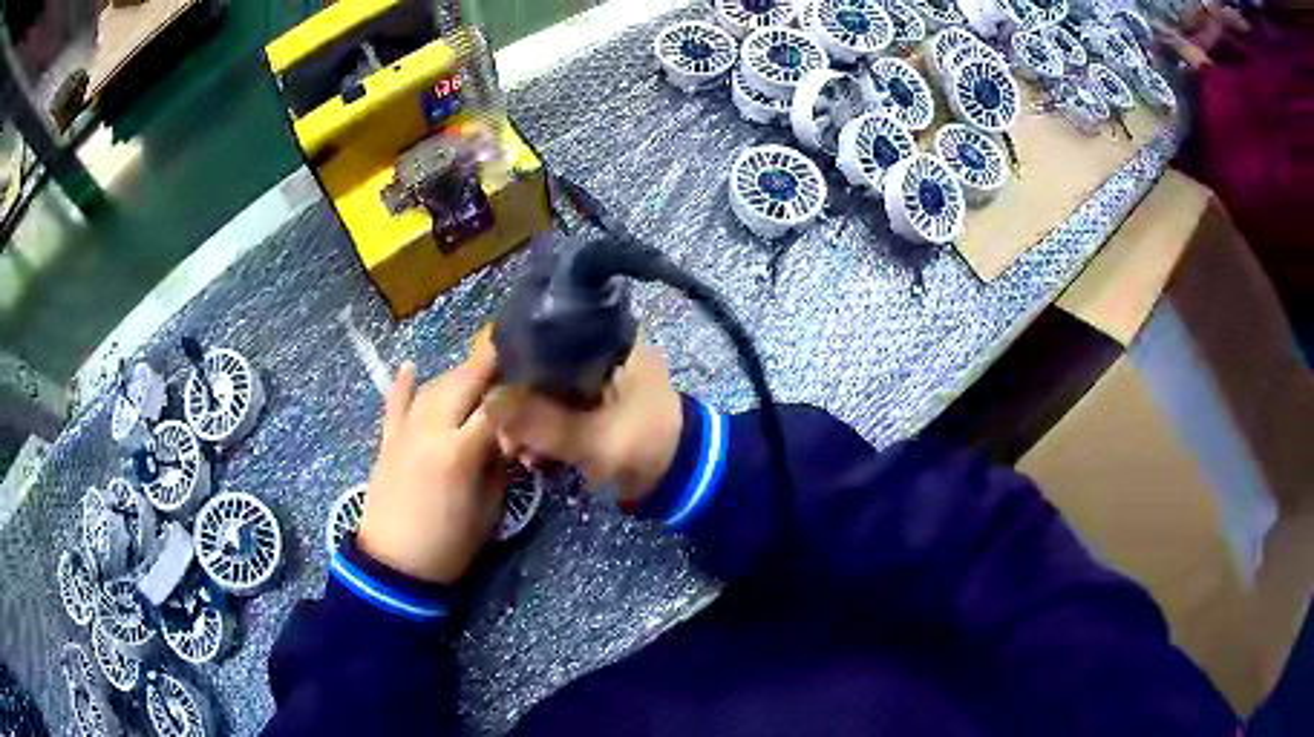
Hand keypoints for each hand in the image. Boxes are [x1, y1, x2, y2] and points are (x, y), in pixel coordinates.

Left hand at [356, 343, 505, 584]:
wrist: (395, 566)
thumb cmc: (450, 546)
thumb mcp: (489, 511)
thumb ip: (499, 467)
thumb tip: (508, 438)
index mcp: (459, 452)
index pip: (496, 405)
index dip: (518, 391)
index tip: (536, 381)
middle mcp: (430, 430)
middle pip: (462, 382)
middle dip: (489, 366)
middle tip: (512, 359)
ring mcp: (405, 432)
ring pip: (433, 387)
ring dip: (457, 374)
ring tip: (477, 369)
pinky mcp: (387, 441)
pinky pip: (395, 404)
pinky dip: (403, 384)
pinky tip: (411, 366)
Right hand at [483, 342, 682, 504]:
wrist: (682, 479)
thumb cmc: (648, 446)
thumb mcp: (595, 439)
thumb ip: (542, 424)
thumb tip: (488, 403)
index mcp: (612, 342)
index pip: (550, 334)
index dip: (516, 360)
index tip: (493, 390)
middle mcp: (600, 352)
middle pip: (542, 366)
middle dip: (518, 402)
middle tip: (503, 435)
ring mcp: (595, 381)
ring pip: (546, 392)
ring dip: (527, 422)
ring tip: (516, 452)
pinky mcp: (592, 407)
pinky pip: (557, 411)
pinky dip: (542, 432)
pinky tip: (529, 457)